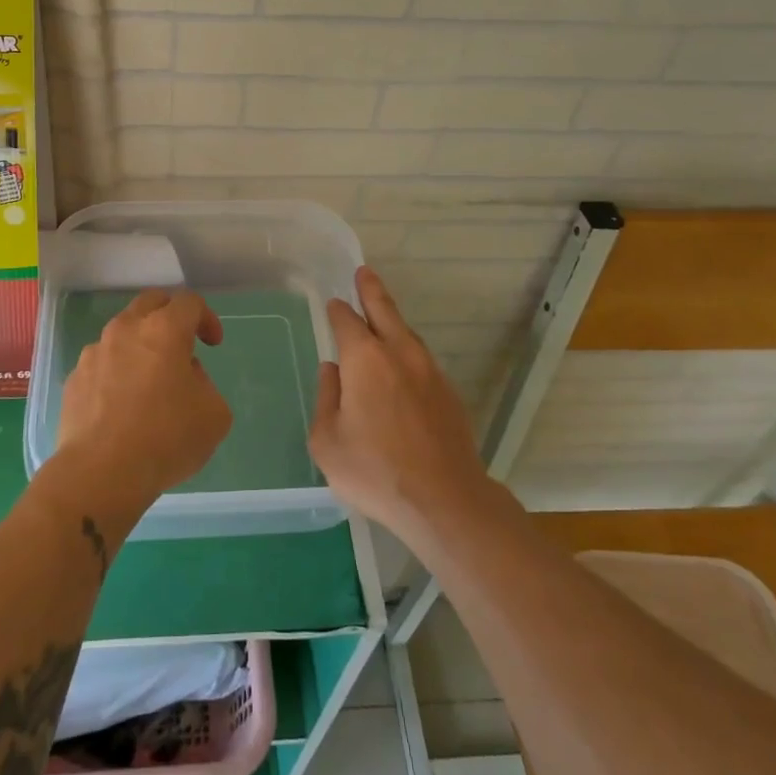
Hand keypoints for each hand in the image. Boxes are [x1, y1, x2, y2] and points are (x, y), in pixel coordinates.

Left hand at [47, 290, 232, 529]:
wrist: (100, 473)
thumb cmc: (166, 439)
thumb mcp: (214, 414)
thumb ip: (204, 383)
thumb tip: (185, 376)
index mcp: (164, 330)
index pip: (189, 302)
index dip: (207, 317)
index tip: (213, 343)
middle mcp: (126, 330)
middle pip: (150, 303)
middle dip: (171, 316)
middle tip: (182, 344)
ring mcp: (94, 353)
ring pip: (122, 333)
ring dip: (140, 346)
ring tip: (150, 381)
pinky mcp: (74, 379)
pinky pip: (102, 364)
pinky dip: (116, 372)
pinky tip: (122, 405)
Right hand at [309, 267, 493, 548]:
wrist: (444, 501)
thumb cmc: (375, 471)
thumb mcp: (327, 441)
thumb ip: (326, 398)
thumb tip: (332, 372)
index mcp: (365, 359)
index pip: (347, 321)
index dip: (338, 311)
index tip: (333, 304)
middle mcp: (399, 354)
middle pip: (384, 311)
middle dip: (371, 290)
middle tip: (363, 273)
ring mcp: (430, 372)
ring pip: (407, 334)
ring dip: (392, 321)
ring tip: (382, 316)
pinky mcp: (449, 394)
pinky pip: (422, 361)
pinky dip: (407, 353)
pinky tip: (402, 368)